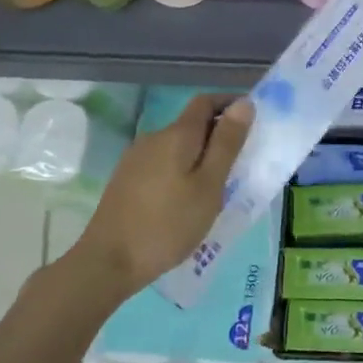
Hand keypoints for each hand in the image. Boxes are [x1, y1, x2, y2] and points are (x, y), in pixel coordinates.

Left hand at [70, 94, 252, 293]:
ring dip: (200, 155)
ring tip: (218, 185)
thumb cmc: (168, 224)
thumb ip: (227, 143)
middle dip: (218, 134)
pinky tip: (187, 198)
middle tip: (242, 162)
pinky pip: (163, 163)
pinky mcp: (126, 179)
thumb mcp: (209, 185)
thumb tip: (244, 103)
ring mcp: (136, 159)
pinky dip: (182, 169)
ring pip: (177, 146)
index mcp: (176, 135)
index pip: (206, 101)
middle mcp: (153, 138)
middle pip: (191, 124)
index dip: (230, 104)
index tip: (253, 120)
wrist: (109, 261)